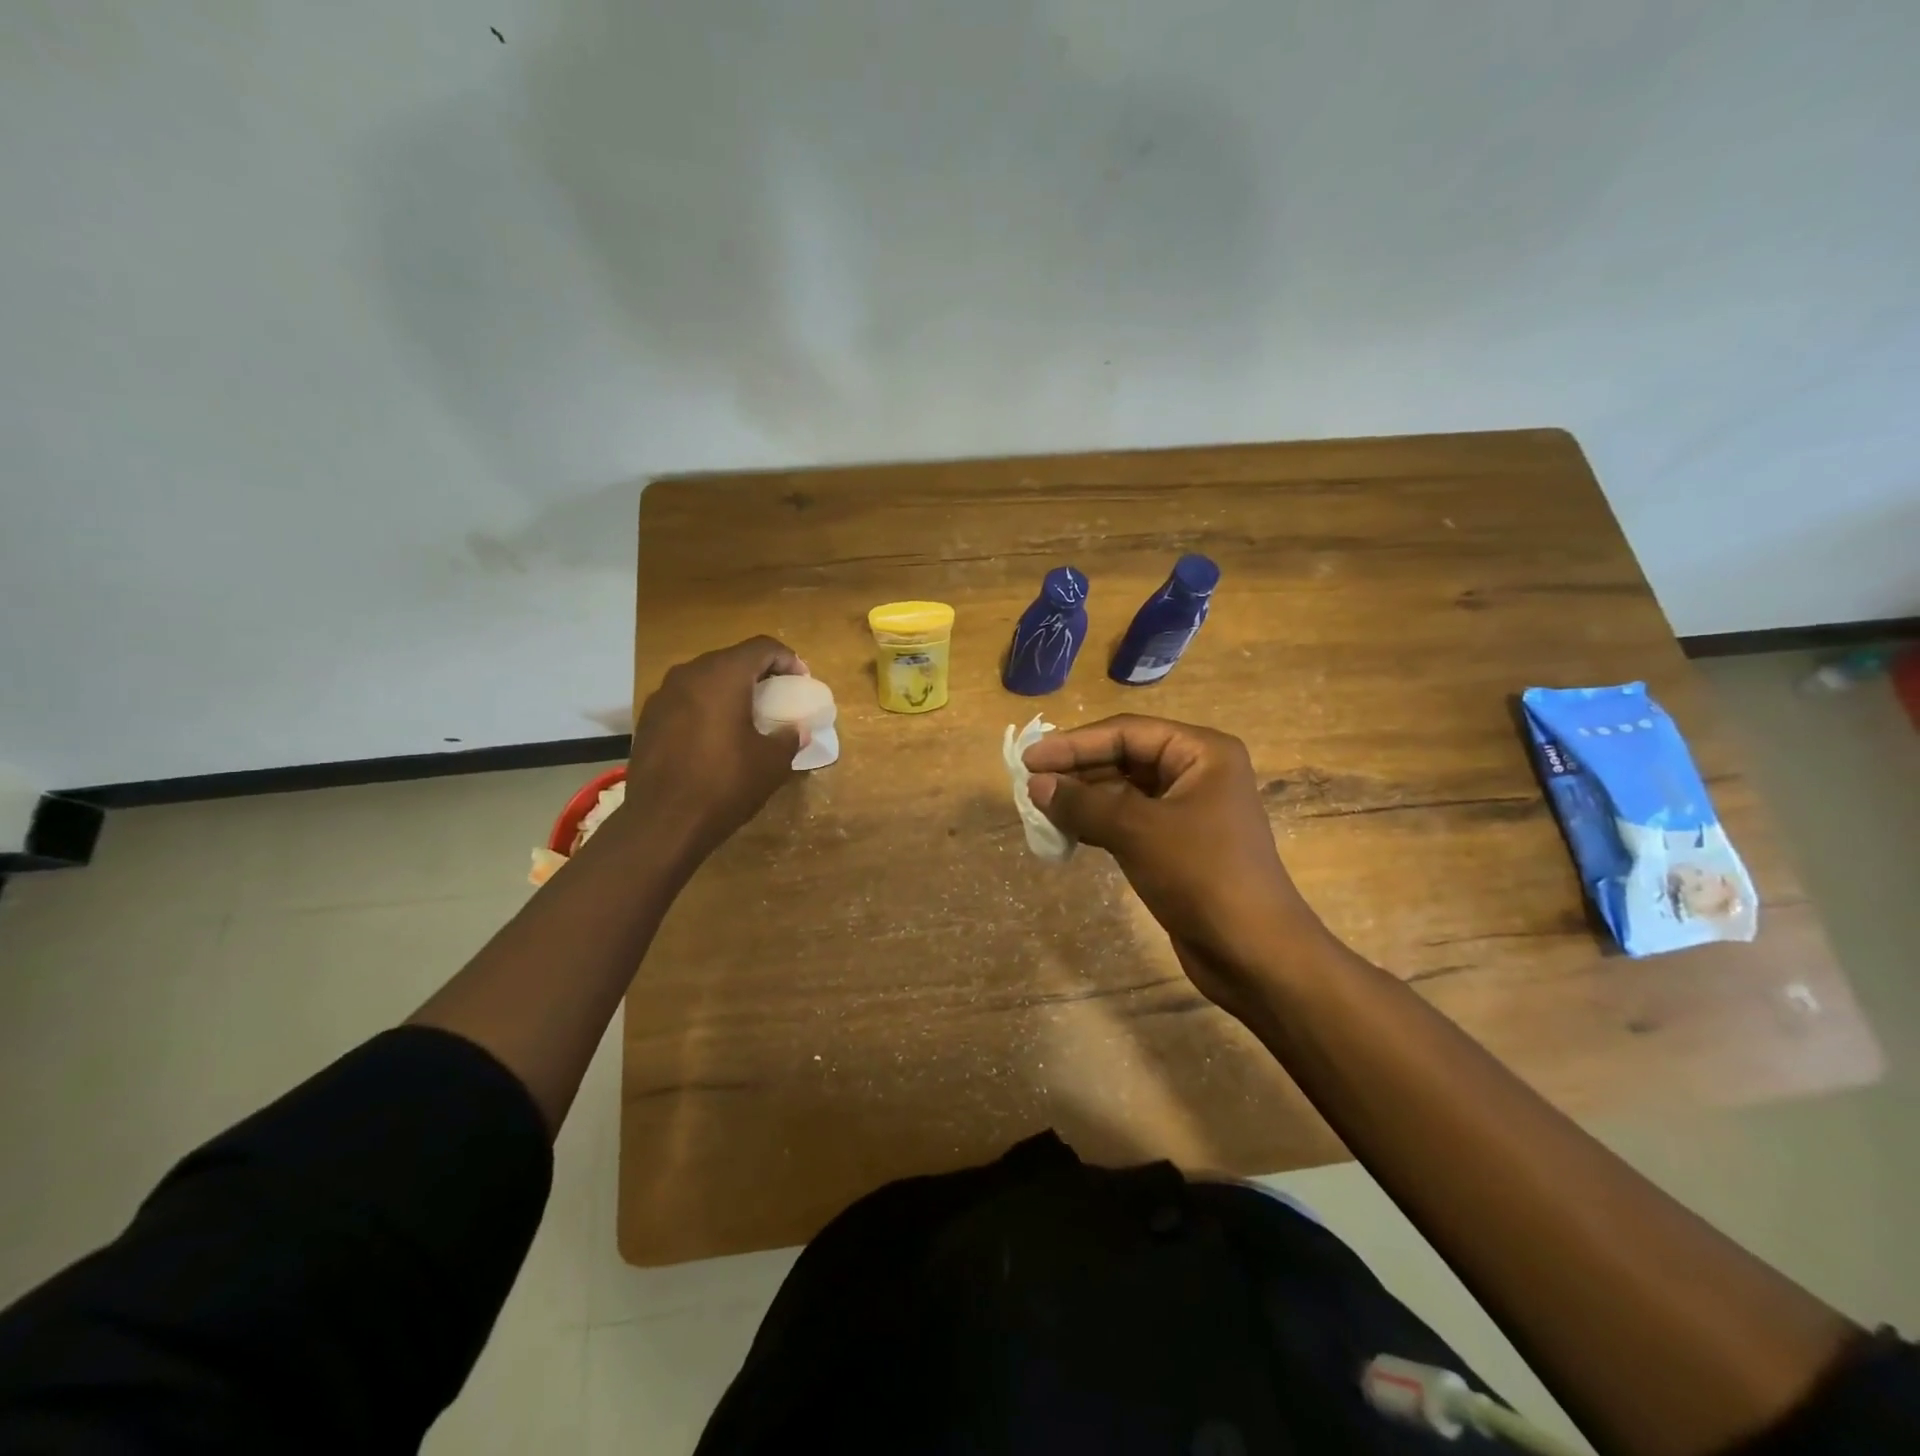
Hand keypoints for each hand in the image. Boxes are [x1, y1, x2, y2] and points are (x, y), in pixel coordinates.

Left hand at [622, 636, 806, 862]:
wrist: (662, 823)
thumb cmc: (725, 785)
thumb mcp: (772, 763)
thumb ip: (789, 737)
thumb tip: (796, 730)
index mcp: (723, 676)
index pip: (762, 647)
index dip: (787, 659)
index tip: (801, 681)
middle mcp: (689, 675)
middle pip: (731, 659)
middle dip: (758, 673)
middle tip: (778, 695)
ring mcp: (662, 696)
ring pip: (705, 679)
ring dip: (730, 690)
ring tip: (747, 715)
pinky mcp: (648, 719)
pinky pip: (685, 700)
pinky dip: (706, 707)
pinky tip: (715, 736)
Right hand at [1022, 715, 1327, 1013]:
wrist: (1255, 954)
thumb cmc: (1202, 875)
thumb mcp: (1137, 830)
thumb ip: (1083, 802)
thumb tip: (1036, 785)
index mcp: (1202, 752)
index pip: (1127, 732)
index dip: (1074, 744)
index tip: (1030, 759)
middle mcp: (1197, 773)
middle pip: (1125, 757)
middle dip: (1078, 770)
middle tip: (1030, 783)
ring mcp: (1188, 810)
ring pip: (1124, 792)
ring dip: (1083, 798)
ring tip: (1040, 807)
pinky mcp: (1177, 845)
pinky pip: (1129, 821)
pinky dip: (1097, 823)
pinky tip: (1066, 832)